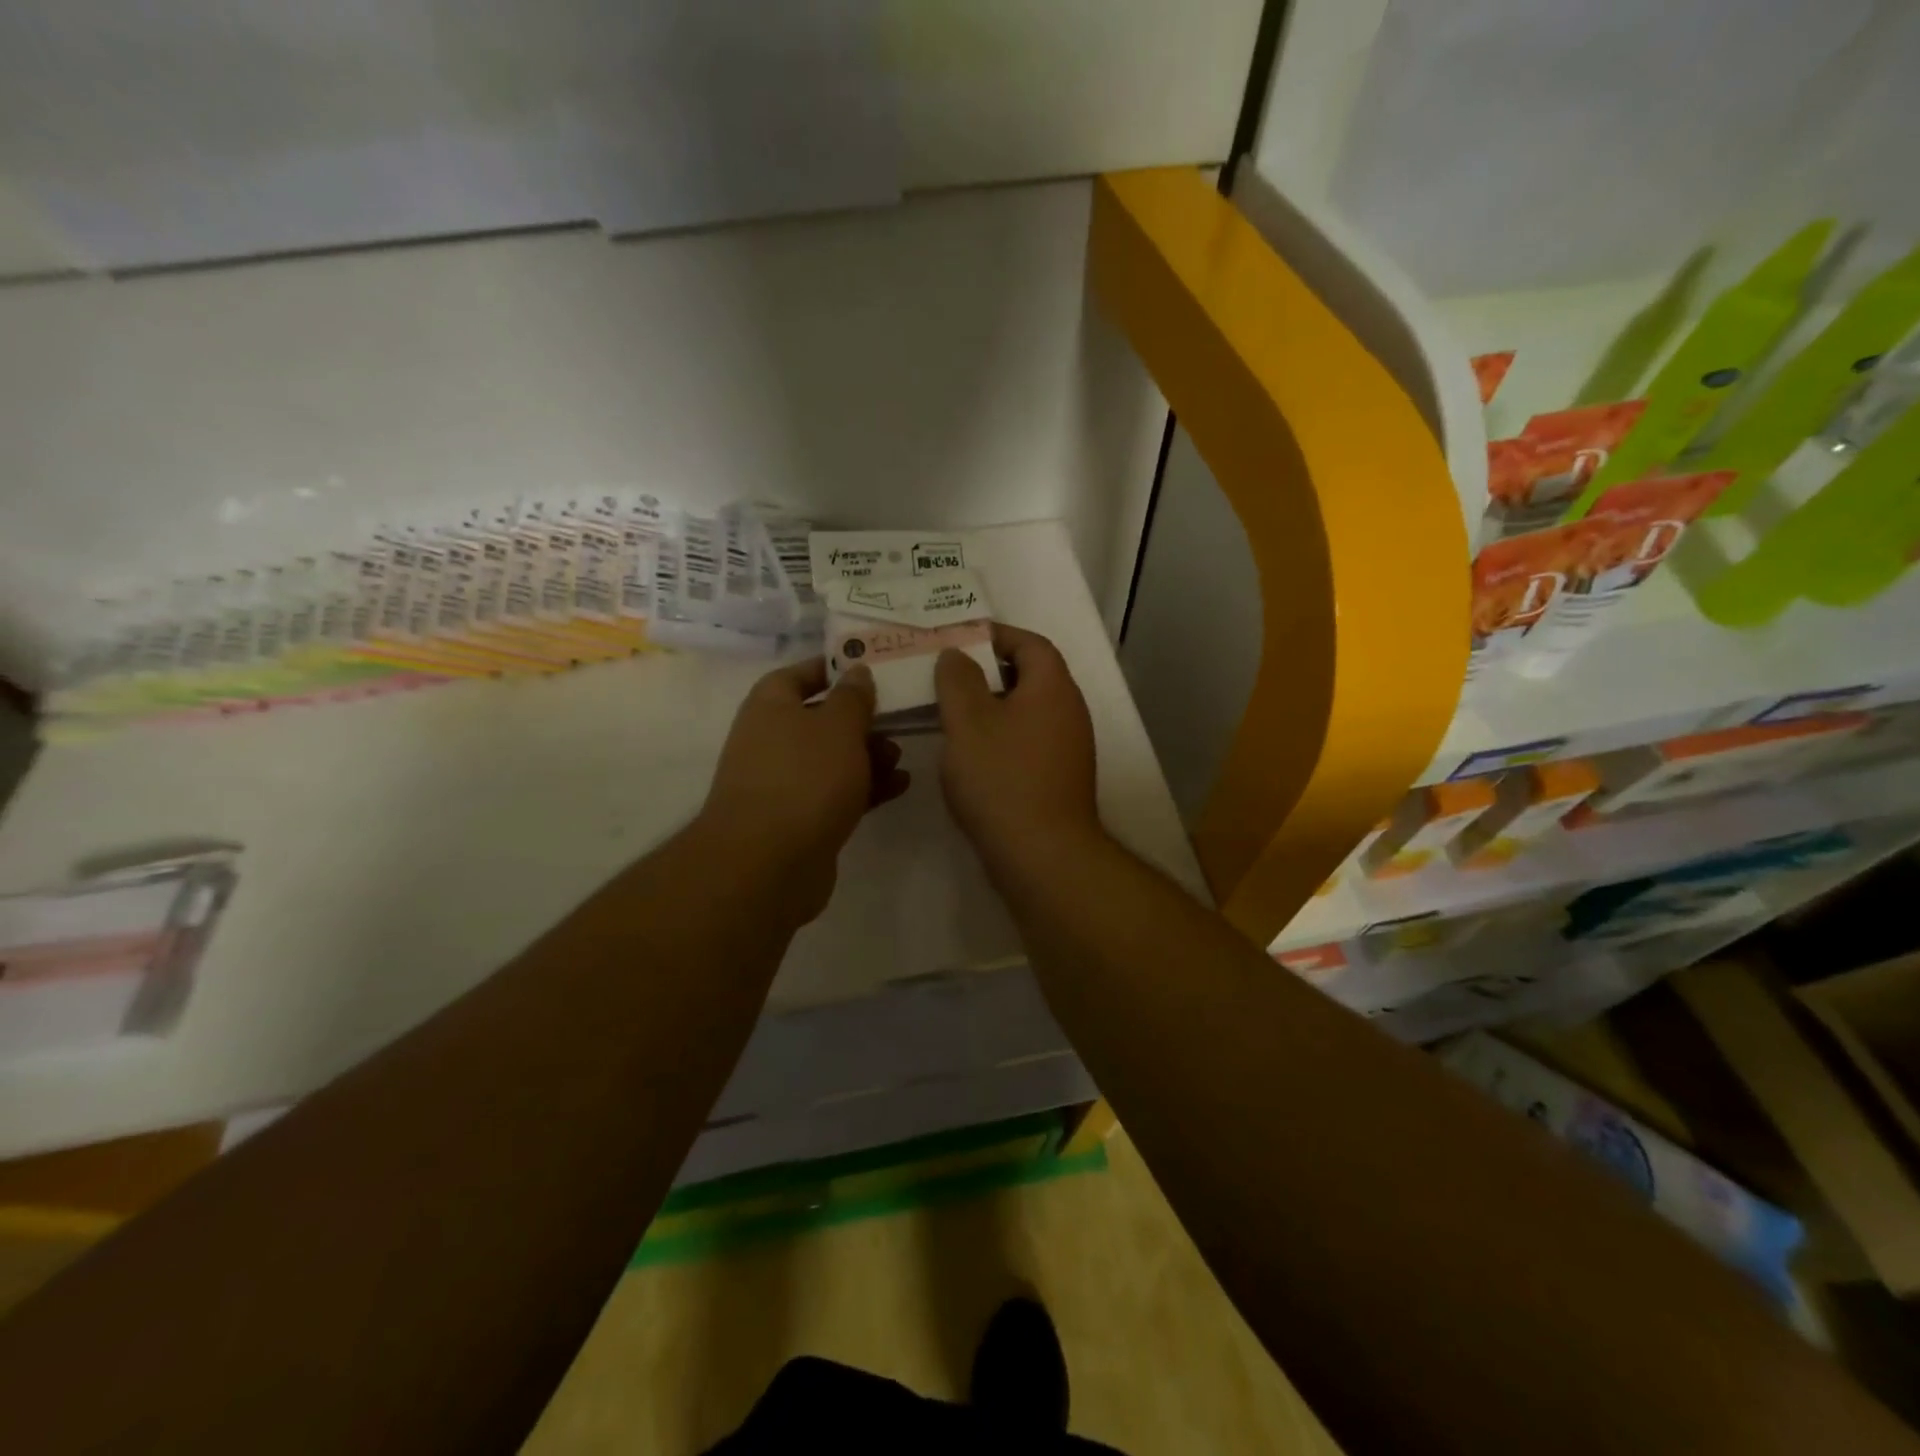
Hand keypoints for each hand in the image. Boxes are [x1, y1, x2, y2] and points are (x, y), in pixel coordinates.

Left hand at [698, 659, 908, 923]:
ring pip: (833, 758)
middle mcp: (772, 740)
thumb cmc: (805, 777)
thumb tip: (856, 672)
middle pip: (821, 718)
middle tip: (897, 719)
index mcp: (771, 706)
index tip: (871, 668)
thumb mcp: (838, 726)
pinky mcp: (800, 819)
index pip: (801, 673)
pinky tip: (900, 787)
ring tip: (900, 758)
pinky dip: (866, 787)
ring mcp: (785, 782)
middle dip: (861, 719)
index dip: (834, 668)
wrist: (768, 862)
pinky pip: (837, 792)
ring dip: (868, 755)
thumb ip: (853, 697)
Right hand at [934, 625, 1101, 885]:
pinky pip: (1027, 742)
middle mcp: (1069, 712)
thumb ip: (958, 679)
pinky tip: (970, 755)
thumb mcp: (968, 721)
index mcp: (1053, 688)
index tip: (959, 639)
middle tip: (948, 676)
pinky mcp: (1058, 780)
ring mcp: (1068, 749)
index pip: (1030, 643)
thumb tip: (957, 654)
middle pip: (1030, 676)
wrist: (1042, 855)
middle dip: (988, 672)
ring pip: (1026, 712)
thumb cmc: (1003, 778)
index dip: (996, 635)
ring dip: (991, 707)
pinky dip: (1000, 737)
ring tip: (951, 713)